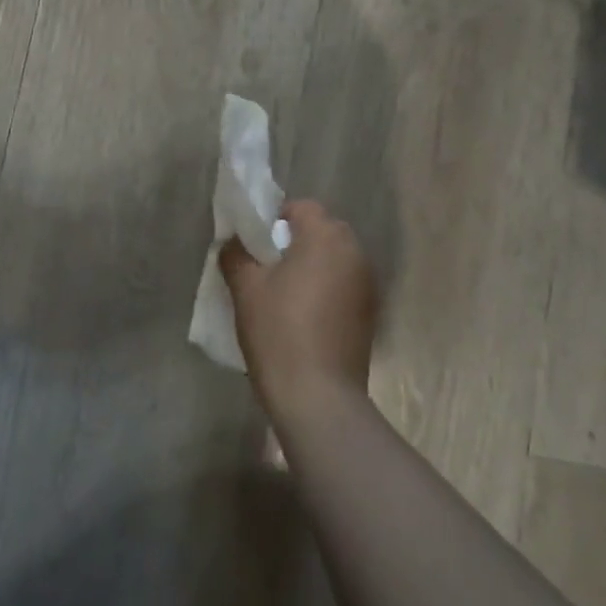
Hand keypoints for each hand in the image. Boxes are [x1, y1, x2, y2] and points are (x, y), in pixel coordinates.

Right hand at [220, 200, 375, 422]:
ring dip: (312, 266)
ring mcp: (367, 284)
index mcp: (326, 237)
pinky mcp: (370, 313)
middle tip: (267, 268)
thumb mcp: (246, 289)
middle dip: (296, 242)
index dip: (275, 219)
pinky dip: (326, 289)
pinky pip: (344, 284)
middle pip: (322, 230)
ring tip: (284, 295)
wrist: (319, 397)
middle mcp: (354, 252)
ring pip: (334, 259)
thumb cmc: (279, 332)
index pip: (302, 207)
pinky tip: (305, 318)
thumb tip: (235, 243)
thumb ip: (237, 255)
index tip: (256, 246)